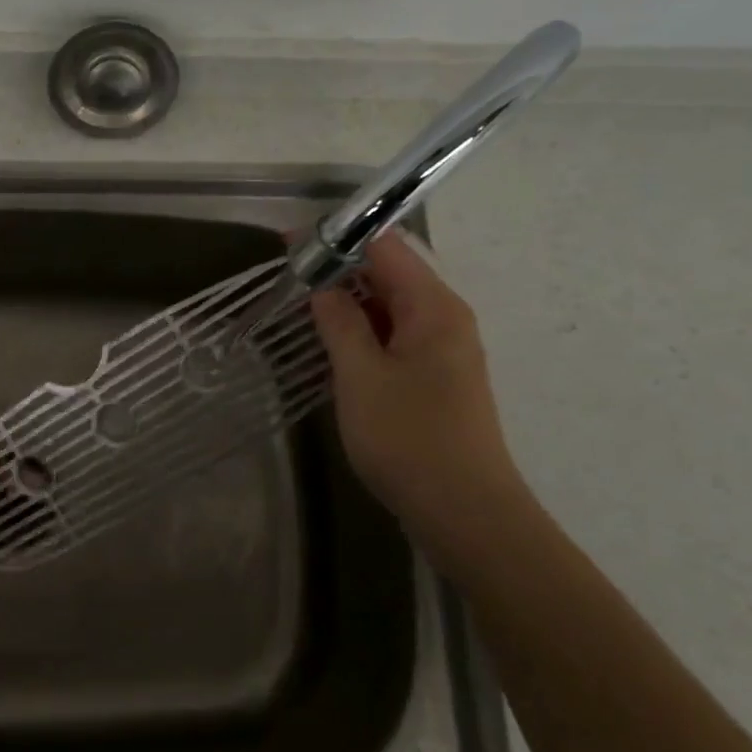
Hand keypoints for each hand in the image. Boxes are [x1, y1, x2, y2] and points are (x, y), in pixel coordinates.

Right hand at [309, 230, 529, 550]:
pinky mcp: (434, 379)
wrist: (464, 513)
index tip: (290, 242)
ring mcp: (442, 350)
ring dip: (348, 301)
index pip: (385, 247)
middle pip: (390, 274)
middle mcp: (444, 319)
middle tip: (287, 272)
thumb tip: (324, 286)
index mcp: (434, 307)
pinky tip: (331, 341)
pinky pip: (394, 337)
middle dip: (339, 267)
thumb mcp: (361, 376)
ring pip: (390, 307)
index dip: (338, 238)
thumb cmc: (409, 438)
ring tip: (300, 302)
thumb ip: (340, 323)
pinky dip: (362, 330)